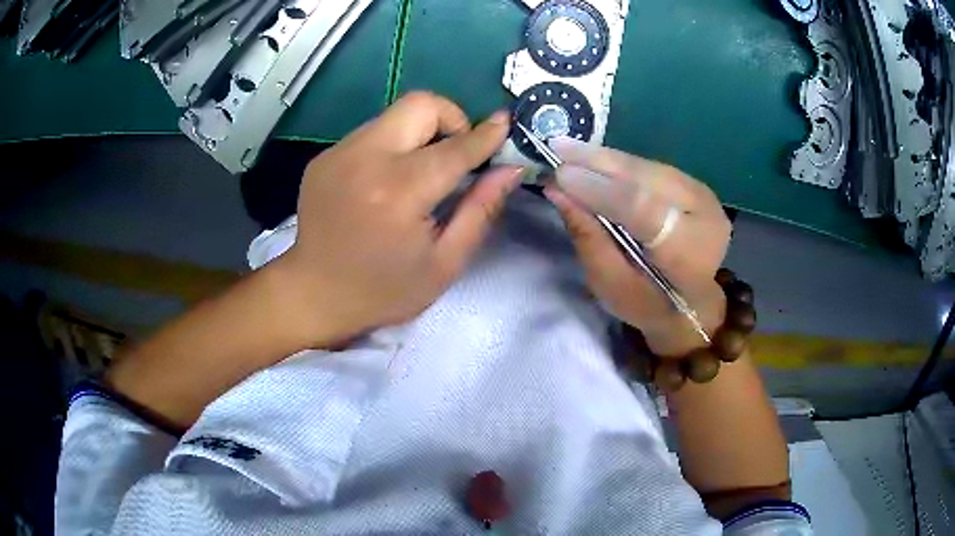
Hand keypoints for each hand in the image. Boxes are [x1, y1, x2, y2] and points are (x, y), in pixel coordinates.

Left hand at [280, 92, 521, 343]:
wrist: (313, 294)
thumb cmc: (383, 290)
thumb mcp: (444, 263)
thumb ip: (481, 210)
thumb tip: (510, 169)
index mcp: (398, 192)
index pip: (455, 147)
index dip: (487, 135)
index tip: (505, 125)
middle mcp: (365, 159)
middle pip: (421, 104)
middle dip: (452, 119)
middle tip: (458, 153)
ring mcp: (339, 153)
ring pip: (396, 114)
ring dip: (422, 132)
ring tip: (424, 169)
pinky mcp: (325, 156)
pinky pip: (373, 132)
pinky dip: (394, 144)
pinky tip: (390, 179)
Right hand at [544, 138, 730, 355]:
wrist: (691, 303)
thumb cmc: (648, 304)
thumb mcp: (611, 284)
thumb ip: (588, 237)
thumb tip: (557, 190)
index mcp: (689, 256)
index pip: (644, 211)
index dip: (601, 189)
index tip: (560, 175)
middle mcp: (705, 218)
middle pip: (647, 180)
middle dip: (600, 163)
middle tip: (557, 148)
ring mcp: (704, 197)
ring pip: (648, 168)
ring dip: (606, 157)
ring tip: (568, 148)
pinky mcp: (696, 185)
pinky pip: (652, 168)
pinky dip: (620, 162)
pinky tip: (593, 156)